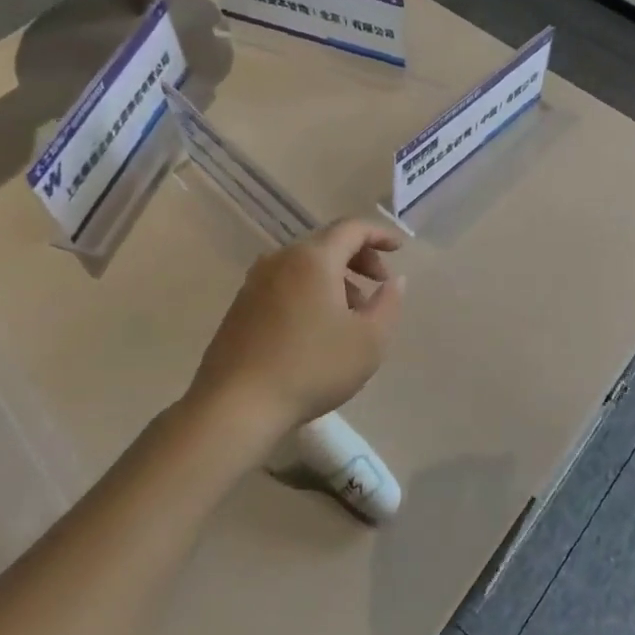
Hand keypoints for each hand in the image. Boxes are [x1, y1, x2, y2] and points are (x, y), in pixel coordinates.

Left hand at [186, 218, 404, 437]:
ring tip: (352, 313)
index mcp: (313, 258)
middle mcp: (281, 259)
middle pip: (327, 243)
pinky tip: (318, 327)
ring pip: (304, 265)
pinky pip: (285, 283)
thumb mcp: (369, 340)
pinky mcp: (240, 306)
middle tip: (379, 284)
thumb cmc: (312, 367)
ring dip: (335, 278)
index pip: (352, 228)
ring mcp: (255, 282)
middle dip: (358, 258)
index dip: (379, 234)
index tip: (400, 249)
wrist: (235, 406)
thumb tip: (394, 280)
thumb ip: (389, 303)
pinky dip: (310, 291)